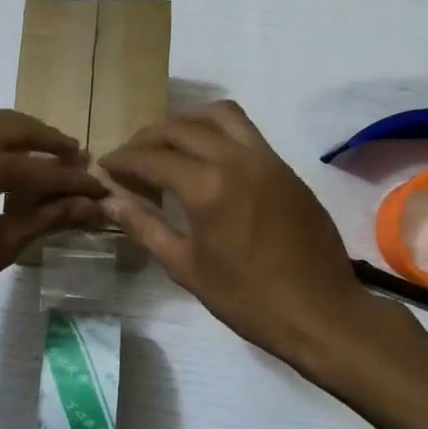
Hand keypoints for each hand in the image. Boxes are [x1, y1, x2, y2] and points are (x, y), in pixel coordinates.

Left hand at [0, 108, 106, 340]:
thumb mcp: (1, 247)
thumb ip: (47, 217)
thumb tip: (91, 206)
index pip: (36, 168)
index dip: (72, 180)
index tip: (97, 187)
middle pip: (8, 127)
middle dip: (44, 139)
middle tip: (72, 154)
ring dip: (10, 130)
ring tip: (35, 148)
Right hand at [100, 101, 421, 372]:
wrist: (321, 313)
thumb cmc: (247, 299)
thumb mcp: (186, 266)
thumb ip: (145, 227)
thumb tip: (109, 201)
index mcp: (208, 188)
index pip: (154, 157)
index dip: (124, 159)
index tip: (106, 165)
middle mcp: (237, 160)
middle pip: (182, 128)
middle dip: (149, 137)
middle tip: (131, 157)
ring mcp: (267, 160)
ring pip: (219, 116)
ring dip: (186, 122)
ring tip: (168, 145)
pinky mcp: (286, 168)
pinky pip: (245, 132)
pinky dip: (216, 132)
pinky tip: (205, 160)